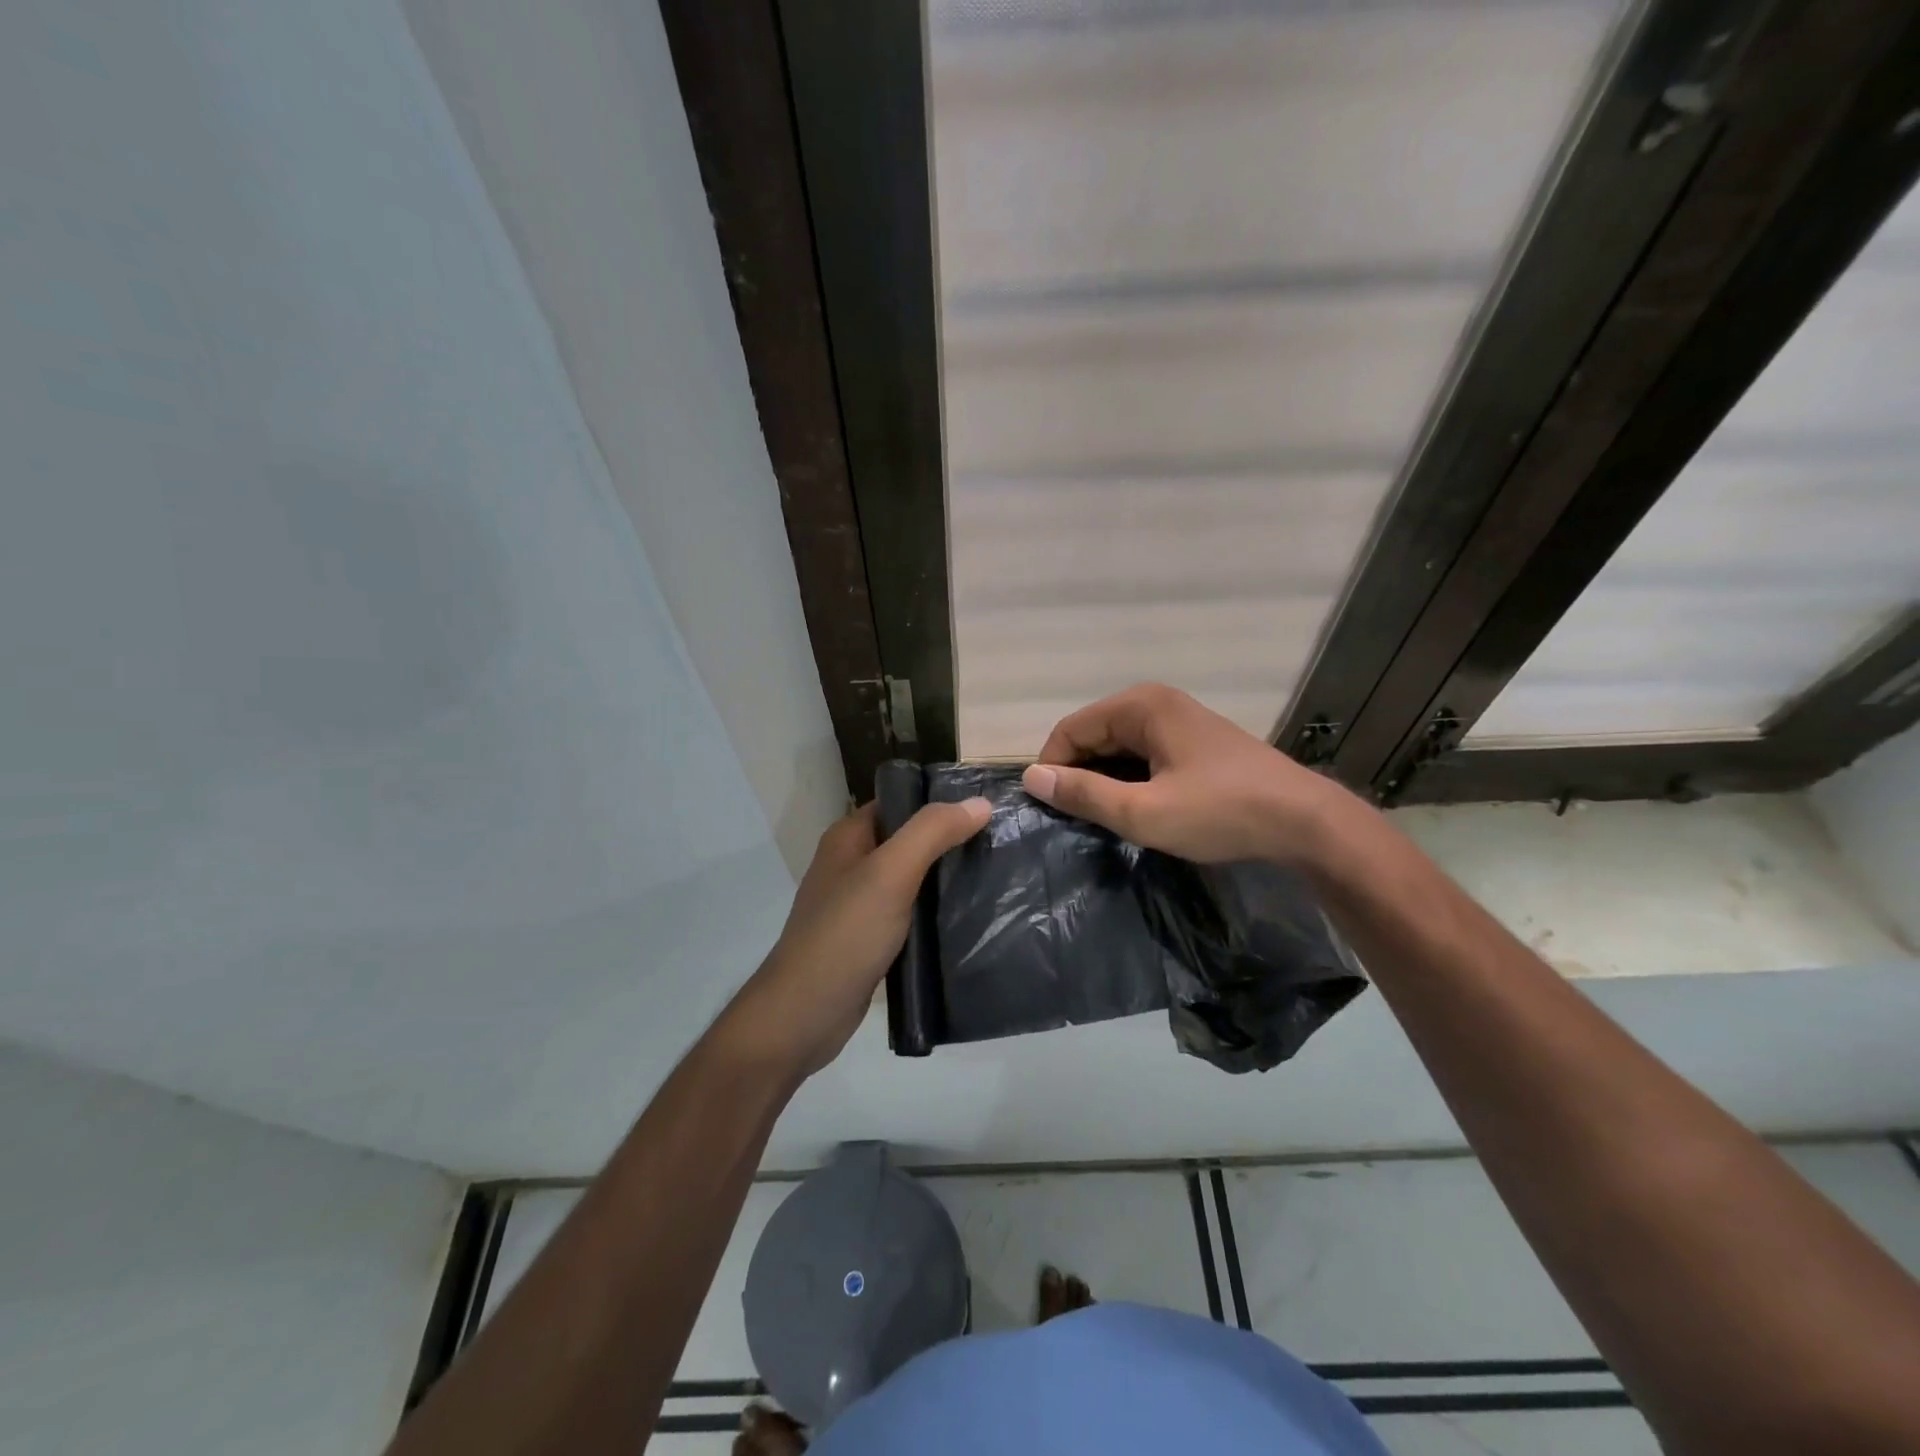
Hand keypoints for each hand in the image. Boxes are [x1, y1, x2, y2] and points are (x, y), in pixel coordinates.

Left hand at [720, 797, 989, 1077]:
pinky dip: (934, 915)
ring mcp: (858, 905)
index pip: (901, 802)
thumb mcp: (891, 874)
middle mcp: (851, 865)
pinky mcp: (869, 941)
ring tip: (993, 880)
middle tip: (1000, 846)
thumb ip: (932, 834)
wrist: (804, 1016)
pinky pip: (909, 916)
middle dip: (950, 843)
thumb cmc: (845, 935)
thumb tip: (980, 802)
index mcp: (849, 837)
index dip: (941, 803)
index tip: (988, 810)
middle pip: (909, 841)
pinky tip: (967, 921)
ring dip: (945, 881)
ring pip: (912, 881)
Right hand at [1021, 683, 1349, 865]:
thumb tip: (1033, 778)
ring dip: (1105, 780)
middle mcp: (1156, 701)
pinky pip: (1142, 753)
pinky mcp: (1193, 740)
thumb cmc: (1221, 813)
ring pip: (1117, 747)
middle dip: (1079, 774)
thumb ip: (1084, 794)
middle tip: (1078, 821)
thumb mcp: (1144, 812)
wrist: (1304, 822)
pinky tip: (1137, 808)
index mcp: (1140, 706)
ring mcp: (1178, 719)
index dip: (1052, 769)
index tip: (1051, 811)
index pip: (1070, 729)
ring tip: (1105, 820)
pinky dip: (1130, 779)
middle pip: (1093, 734)